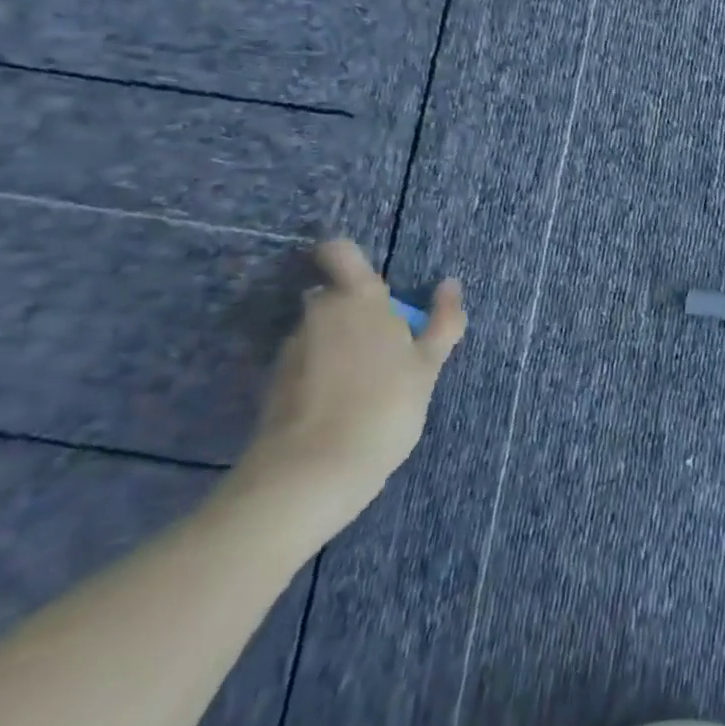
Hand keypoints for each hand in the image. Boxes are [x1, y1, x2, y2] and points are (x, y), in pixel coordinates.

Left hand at [230, 239, 465, 537]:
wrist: (310, 473)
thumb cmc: (383, 407)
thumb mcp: (428, 366)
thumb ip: (442, 322)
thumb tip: (451, 284)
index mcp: (357, 298)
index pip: (339, 252)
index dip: (347, 257)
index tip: (369, 279)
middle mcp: (318, 313)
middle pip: (333, 296)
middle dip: (355, 312)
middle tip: (386, 346)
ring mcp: (291, 350)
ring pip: (320, 332)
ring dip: (339, 345)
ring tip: (366, 384)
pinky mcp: (274, 385)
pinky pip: (306, 364)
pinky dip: (323, 375)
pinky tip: (343, 406)